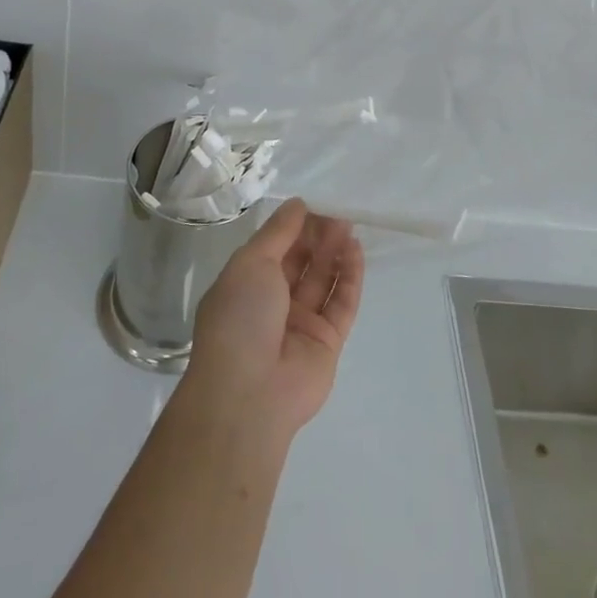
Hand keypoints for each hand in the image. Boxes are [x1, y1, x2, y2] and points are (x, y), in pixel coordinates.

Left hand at [183, 199, 364, 440]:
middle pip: (301, 262)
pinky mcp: (328, 342)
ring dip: (335, 252)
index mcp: (247, 284)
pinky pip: (342, 303)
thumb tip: (298, 204)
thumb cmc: (240, 318)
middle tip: (337, 214)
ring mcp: (301, 324)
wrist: (250, 393)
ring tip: (348, 226)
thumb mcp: (251, 262)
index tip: (313, 205)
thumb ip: (278, 232)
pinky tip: (356, 250)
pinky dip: (350, 277)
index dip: (293, 226)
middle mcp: (273, 303)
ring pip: (323, 280)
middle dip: (318, 236)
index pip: (274, 248)